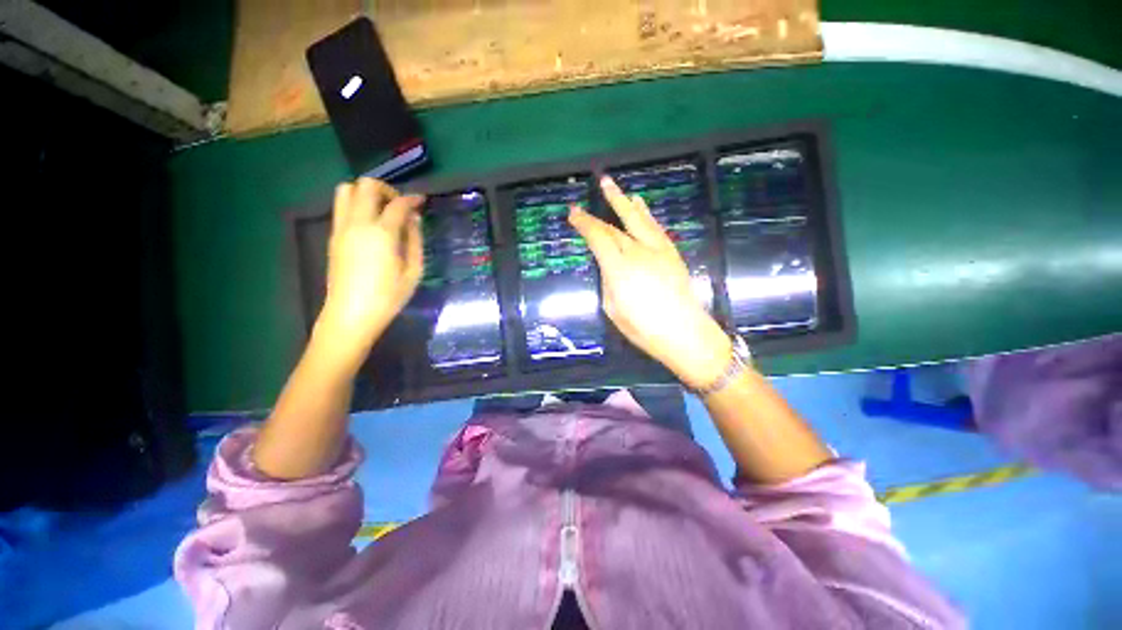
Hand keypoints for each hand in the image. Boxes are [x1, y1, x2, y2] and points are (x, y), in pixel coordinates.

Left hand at [316, 178, 423, 359]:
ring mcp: (341, 228)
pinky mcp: (333, 236)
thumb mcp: (413, 271)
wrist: (351, 314)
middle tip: (399, 204)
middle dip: (386, 188)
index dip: (412, 198)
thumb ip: (415, 241)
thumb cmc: (389, 296)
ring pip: (346, 190)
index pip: (397, 204)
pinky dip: (356, 205)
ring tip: (381, 210)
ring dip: (366, 193)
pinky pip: (341, 207)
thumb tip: (414, 220)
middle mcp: (358, 224)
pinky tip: (371, 224)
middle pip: (366, 186)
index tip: (421, 201)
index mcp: (382, 234)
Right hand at [569, 176, 732, 388]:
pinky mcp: (671, 253)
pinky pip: (655, 227)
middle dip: (603, 207)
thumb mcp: (612, 307)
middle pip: (616, 225)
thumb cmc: (642, 327)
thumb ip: (608, 280)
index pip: (598, 237)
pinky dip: (646, 215)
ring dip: (626, 202)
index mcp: (619, 267)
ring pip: (639, 220)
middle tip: (598, 185)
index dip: (584, 223)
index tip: (573, 213)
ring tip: (618, 188)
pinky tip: (642, 208)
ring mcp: (658, 250)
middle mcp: (638, 251)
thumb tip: (608, 265)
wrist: (684, 332)